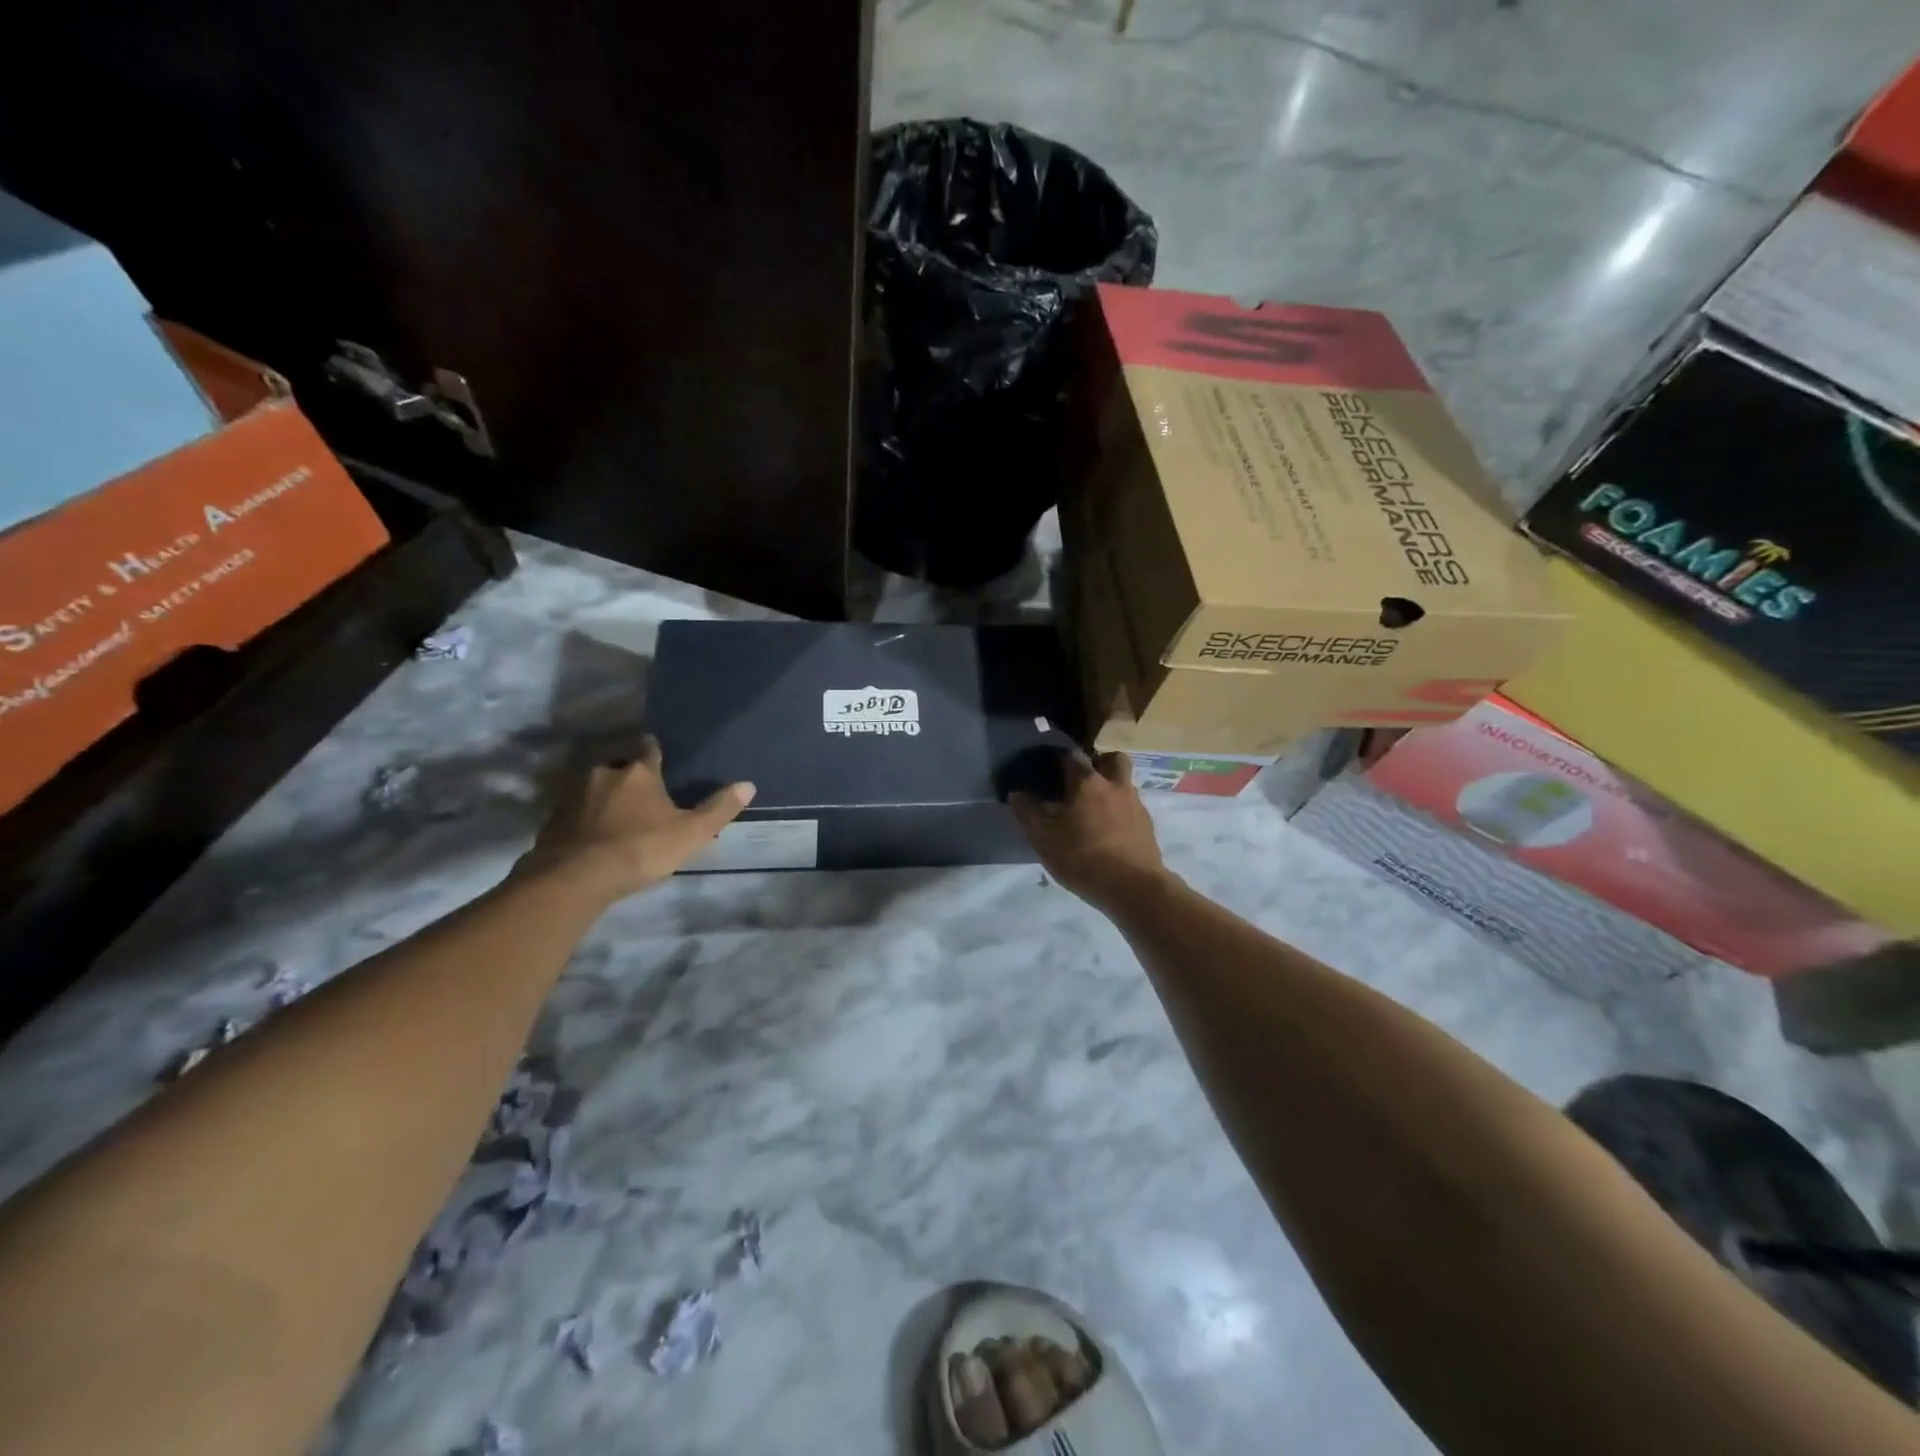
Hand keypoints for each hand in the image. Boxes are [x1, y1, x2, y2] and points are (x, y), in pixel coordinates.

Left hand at [518, 737, 754, 901]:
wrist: (575, 878)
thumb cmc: (641, 849)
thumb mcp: (691, 833)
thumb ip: (719, 809)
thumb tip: (749, 784)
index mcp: (639, 772)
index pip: (651, 749)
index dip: (657, 751)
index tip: (660, 754)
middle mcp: (604, 773)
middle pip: (619, 766)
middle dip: (629, 776)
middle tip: (641, 794)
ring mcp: (573, 794)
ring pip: (593, 787)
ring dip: (603, 796)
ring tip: (615, 815)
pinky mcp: (553, 819)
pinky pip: (573, 812)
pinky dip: (583, 819)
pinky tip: (592, 836)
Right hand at [1010, 751, 1170, 912]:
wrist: (1134, 888)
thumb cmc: (1083, 858)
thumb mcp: (1043, 839)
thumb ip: (1027, 813)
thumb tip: (1017, 793)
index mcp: (1087, 782)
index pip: (1072, 755)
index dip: (1060, 758)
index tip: (1050, 770)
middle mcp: (1115, 785)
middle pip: (1112, 759)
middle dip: (1099, 763)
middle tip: (1082, 781)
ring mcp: (1136, 804)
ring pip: (1124, 783)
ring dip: (1111, 788)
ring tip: (1093, 811)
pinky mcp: (1147, 826)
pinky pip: (1132, 807)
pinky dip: (1121, 812)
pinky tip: (1109, 833)